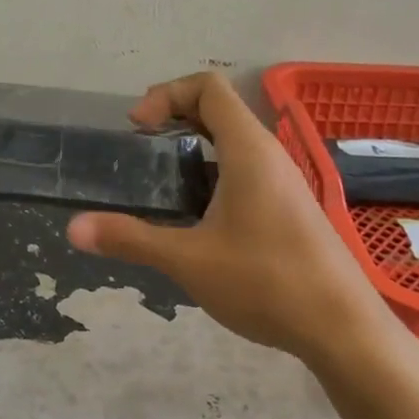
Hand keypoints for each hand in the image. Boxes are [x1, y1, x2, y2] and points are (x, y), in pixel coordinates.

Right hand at [67, 72, 390, 363]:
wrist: (344, 330)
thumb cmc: (266, 283)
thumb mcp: (188, 260)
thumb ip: (131, 238)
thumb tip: (74, 228)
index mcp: (248, 150)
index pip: (208, 88)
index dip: (167, 94)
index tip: (138, 129)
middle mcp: (269, 155)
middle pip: (220, 109)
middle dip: (175, 116)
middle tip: (140, 145)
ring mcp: (284, 181)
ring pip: (234, 141)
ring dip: (194, 146)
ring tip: (161, 180)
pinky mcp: (289, 207)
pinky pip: (246, 169)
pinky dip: (213, 172)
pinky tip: (196, 215)